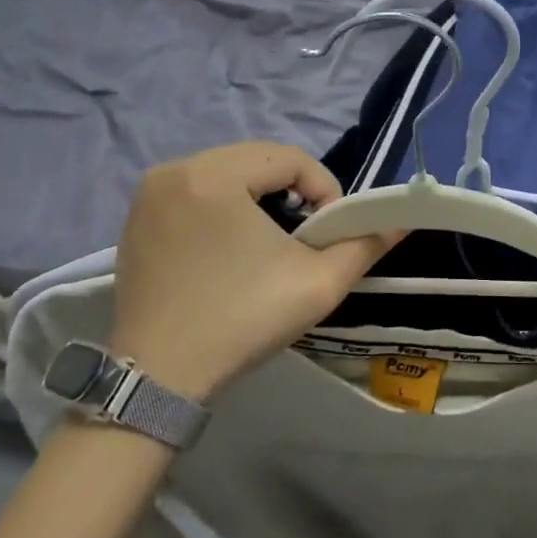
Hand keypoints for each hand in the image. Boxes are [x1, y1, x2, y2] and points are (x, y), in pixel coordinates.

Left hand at [107, 143, 399, 400]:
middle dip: (291, 191)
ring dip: (258, 197)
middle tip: (305, 236)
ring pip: (226, 174)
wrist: (157, 379)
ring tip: (271, 242)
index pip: (290, 158)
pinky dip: (222, 208)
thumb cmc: (241, 320)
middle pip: (257, 161)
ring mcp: (150, 194)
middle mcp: (176, 170)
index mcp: (215, 174)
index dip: (324, 189)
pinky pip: (195, 194)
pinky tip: (230, 251)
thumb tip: (400, 222)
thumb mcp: (317, 283)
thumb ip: (364, 245)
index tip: (330, 232)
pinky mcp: (136, 219)